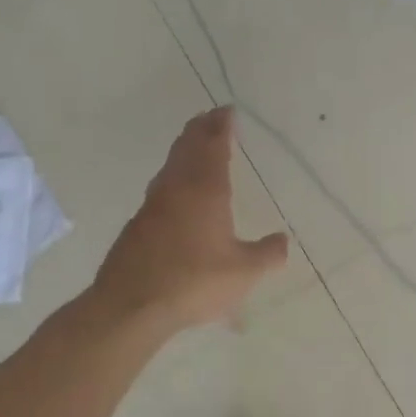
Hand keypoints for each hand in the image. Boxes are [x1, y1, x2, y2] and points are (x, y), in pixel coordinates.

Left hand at [92, 107, 289, 332]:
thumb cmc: (194, 282)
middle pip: (188, 147)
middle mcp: (177, 189)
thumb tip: (283, 241)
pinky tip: (176, 192)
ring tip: (195, 145)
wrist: (132, 306)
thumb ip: (268, 254)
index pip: (214, 147)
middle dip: (201, 129)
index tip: (227, 110)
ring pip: (171, 166)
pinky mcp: (138, 225)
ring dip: (185, 149)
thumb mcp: (244, 273)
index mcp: (206, 191)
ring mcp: (153, 206)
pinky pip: (161, 188)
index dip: (221, 127)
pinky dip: (173, 176)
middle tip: (211, 117)